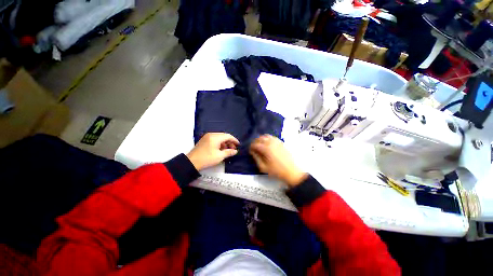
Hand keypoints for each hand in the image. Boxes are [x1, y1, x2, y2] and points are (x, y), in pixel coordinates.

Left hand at [187, 133, 238, 170]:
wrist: (191, 162)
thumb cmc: (207, 159)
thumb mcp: (219, 156)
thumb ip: (229, 152)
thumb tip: (235, 151)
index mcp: (215, 137)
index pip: (228, 136)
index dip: (234, 140)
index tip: (238, 145)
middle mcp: (211, 135)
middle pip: (224, 136)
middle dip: (229, 142)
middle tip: (233, 149)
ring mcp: (207, 137)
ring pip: (219, 138)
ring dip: (225, 143)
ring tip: (228, 150)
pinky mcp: (204, 140)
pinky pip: (215, 139)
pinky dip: (219, 143)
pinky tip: (221, 149)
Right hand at [250, 135, 306, 186]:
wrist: (291, 171)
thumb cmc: (277, 171)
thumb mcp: (263, 167)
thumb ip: (256, 158)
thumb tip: (252, 152)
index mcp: (266, 149)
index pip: (255, 144)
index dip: (251, 147)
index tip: (250, 151)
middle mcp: (271, 143)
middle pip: (260, 138)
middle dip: (255, 142)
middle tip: (253, 148)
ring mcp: (277, 142)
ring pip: (266, 136)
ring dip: (261, 139)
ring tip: (259, 145)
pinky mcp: (281, 142)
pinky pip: (272, 137)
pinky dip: (267, 138)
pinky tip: (267, 143)